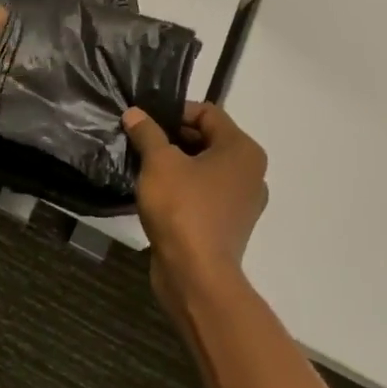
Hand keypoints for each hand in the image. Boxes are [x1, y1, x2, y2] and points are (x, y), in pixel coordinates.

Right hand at [123, 103, 268, 304]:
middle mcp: (251, 172)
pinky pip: (205, 193)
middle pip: (208, 139)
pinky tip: (156, 193)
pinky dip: (184, 188)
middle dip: (172, 137)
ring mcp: (242, 201)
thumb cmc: (182, 208)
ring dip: (176, 163)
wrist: (195, 276)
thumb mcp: (158, 162)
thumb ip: (147, 132)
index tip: (145, 122)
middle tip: (140, 141)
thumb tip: (135, 113)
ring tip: (144, 166)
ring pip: (205, 167)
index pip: (208, 112)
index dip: (174, 112)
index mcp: (242, 150)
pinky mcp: (229, 224)